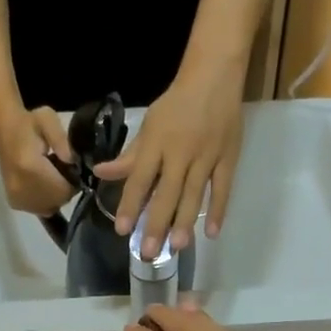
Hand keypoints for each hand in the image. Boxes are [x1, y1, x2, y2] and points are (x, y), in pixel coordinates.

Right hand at [0, 107, 76, 215]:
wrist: (4, 129)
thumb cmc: (28, 123)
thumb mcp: (48, 120)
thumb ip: (62, 141)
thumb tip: (72, 161)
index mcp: (31, 168)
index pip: (63, 190)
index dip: (73, 183)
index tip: (72, 169)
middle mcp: (22, 187)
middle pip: (56, 202)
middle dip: (64, 190)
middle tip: (61, 171)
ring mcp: (16, 197)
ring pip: (48, 208)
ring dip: (54, 196)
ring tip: (49, 176)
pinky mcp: (13, 201)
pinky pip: (37, 209)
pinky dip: (43, 200)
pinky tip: (40, 183)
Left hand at [97, 68, 244, 257]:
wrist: (214, 77)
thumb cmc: (176, 104)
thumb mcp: (149, 126)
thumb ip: (130, 155)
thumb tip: (102, 173)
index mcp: (157, 143)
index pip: (140, 179)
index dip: (130, 205)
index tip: (122, 230)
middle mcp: (180, 153)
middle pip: (167, 193)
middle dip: (156, 224)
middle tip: (148, 253)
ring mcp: (207, 156)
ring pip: (194, 195)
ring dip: (185, 222)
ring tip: (177, 248)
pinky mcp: (228, 158)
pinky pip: (223, 188)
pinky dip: (218, 210)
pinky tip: (212, 233)